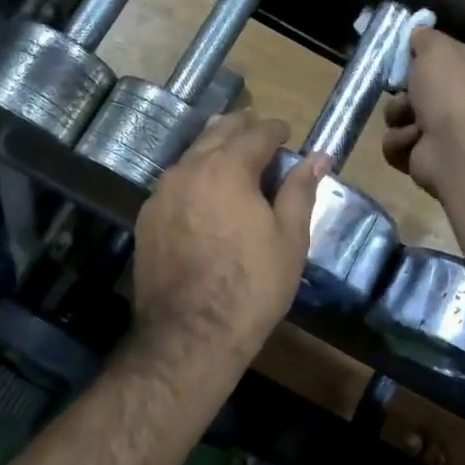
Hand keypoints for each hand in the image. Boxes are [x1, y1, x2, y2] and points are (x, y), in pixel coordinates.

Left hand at [131, 113, 327, 369]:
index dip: (276, 131)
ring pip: (192, 156)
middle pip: (217, 133)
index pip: (256, 133)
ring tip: (236, 164)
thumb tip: (318, 157)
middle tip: (263, 140)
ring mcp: (161, 194)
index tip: (288, 136)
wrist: (190, 334)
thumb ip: (300, 190)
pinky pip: (175, 183)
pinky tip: (207, 197)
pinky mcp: (147, 219)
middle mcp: (188, 169)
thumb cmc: (252, 285)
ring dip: (216, 151)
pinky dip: (195, 178)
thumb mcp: (289, 238)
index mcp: (227, 167)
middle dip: (243, 130)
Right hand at [381, 27, 464, 199]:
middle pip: (410, 91)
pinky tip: (414, 141)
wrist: (457, 145)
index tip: (398, 57)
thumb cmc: (450, 89)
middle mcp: (453, 102)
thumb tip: (418, 29)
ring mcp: (438, 134)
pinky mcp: (422, 159)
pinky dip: (400, 143)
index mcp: (463, 72)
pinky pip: (395, 146)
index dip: (413, 59)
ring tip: (413, 121)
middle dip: (401, 91)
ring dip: (398, 117)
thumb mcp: (437, 48)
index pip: (433, 62)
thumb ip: (425, 37)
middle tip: (404, 90)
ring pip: (397, 119)